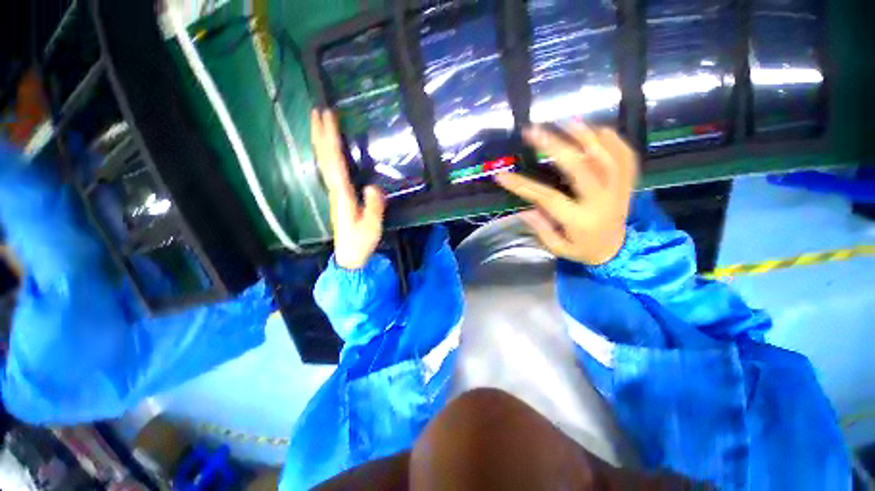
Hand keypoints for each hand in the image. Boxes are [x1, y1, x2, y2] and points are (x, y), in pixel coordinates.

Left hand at [311, 109, 385, 269]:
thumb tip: (374, 187)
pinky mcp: (338, 197)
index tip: (329, 117)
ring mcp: (334, 194)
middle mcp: (334, 191)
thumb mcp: (371, 227)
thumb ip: (373, 207)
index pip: (334, 162)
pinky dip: (327, 156)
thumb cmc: (360, 242)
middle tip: (318, 110)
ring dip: (321, 142)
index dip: (331, 140)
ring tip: (319, 124)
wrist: (349, 256)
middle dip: (320, 134)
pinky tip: (329, 151)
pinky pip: (329, 171)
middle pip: (324, 159)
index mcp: (342, 195)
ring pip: (324, 164)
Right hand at [494, 122, 637, 265]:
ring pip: (605, 156)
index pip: (546, 198)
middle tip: (533, 131)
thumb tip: (524, 210)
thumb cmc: (585, 251)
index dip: (521, 185)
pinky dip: (613, 139)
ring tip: (565, 122)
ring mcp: (618, 189)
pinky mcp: (628, 183)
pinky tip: (596, 129)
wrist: (620, 251)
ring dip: (584, 135)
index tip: (501, 176)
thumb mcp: (559, 248)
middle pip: (579, 167)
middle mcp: (601, 201)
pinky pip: (626, 156)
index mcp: (580, 220)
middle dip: (554, 146)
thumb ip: (541, 230)